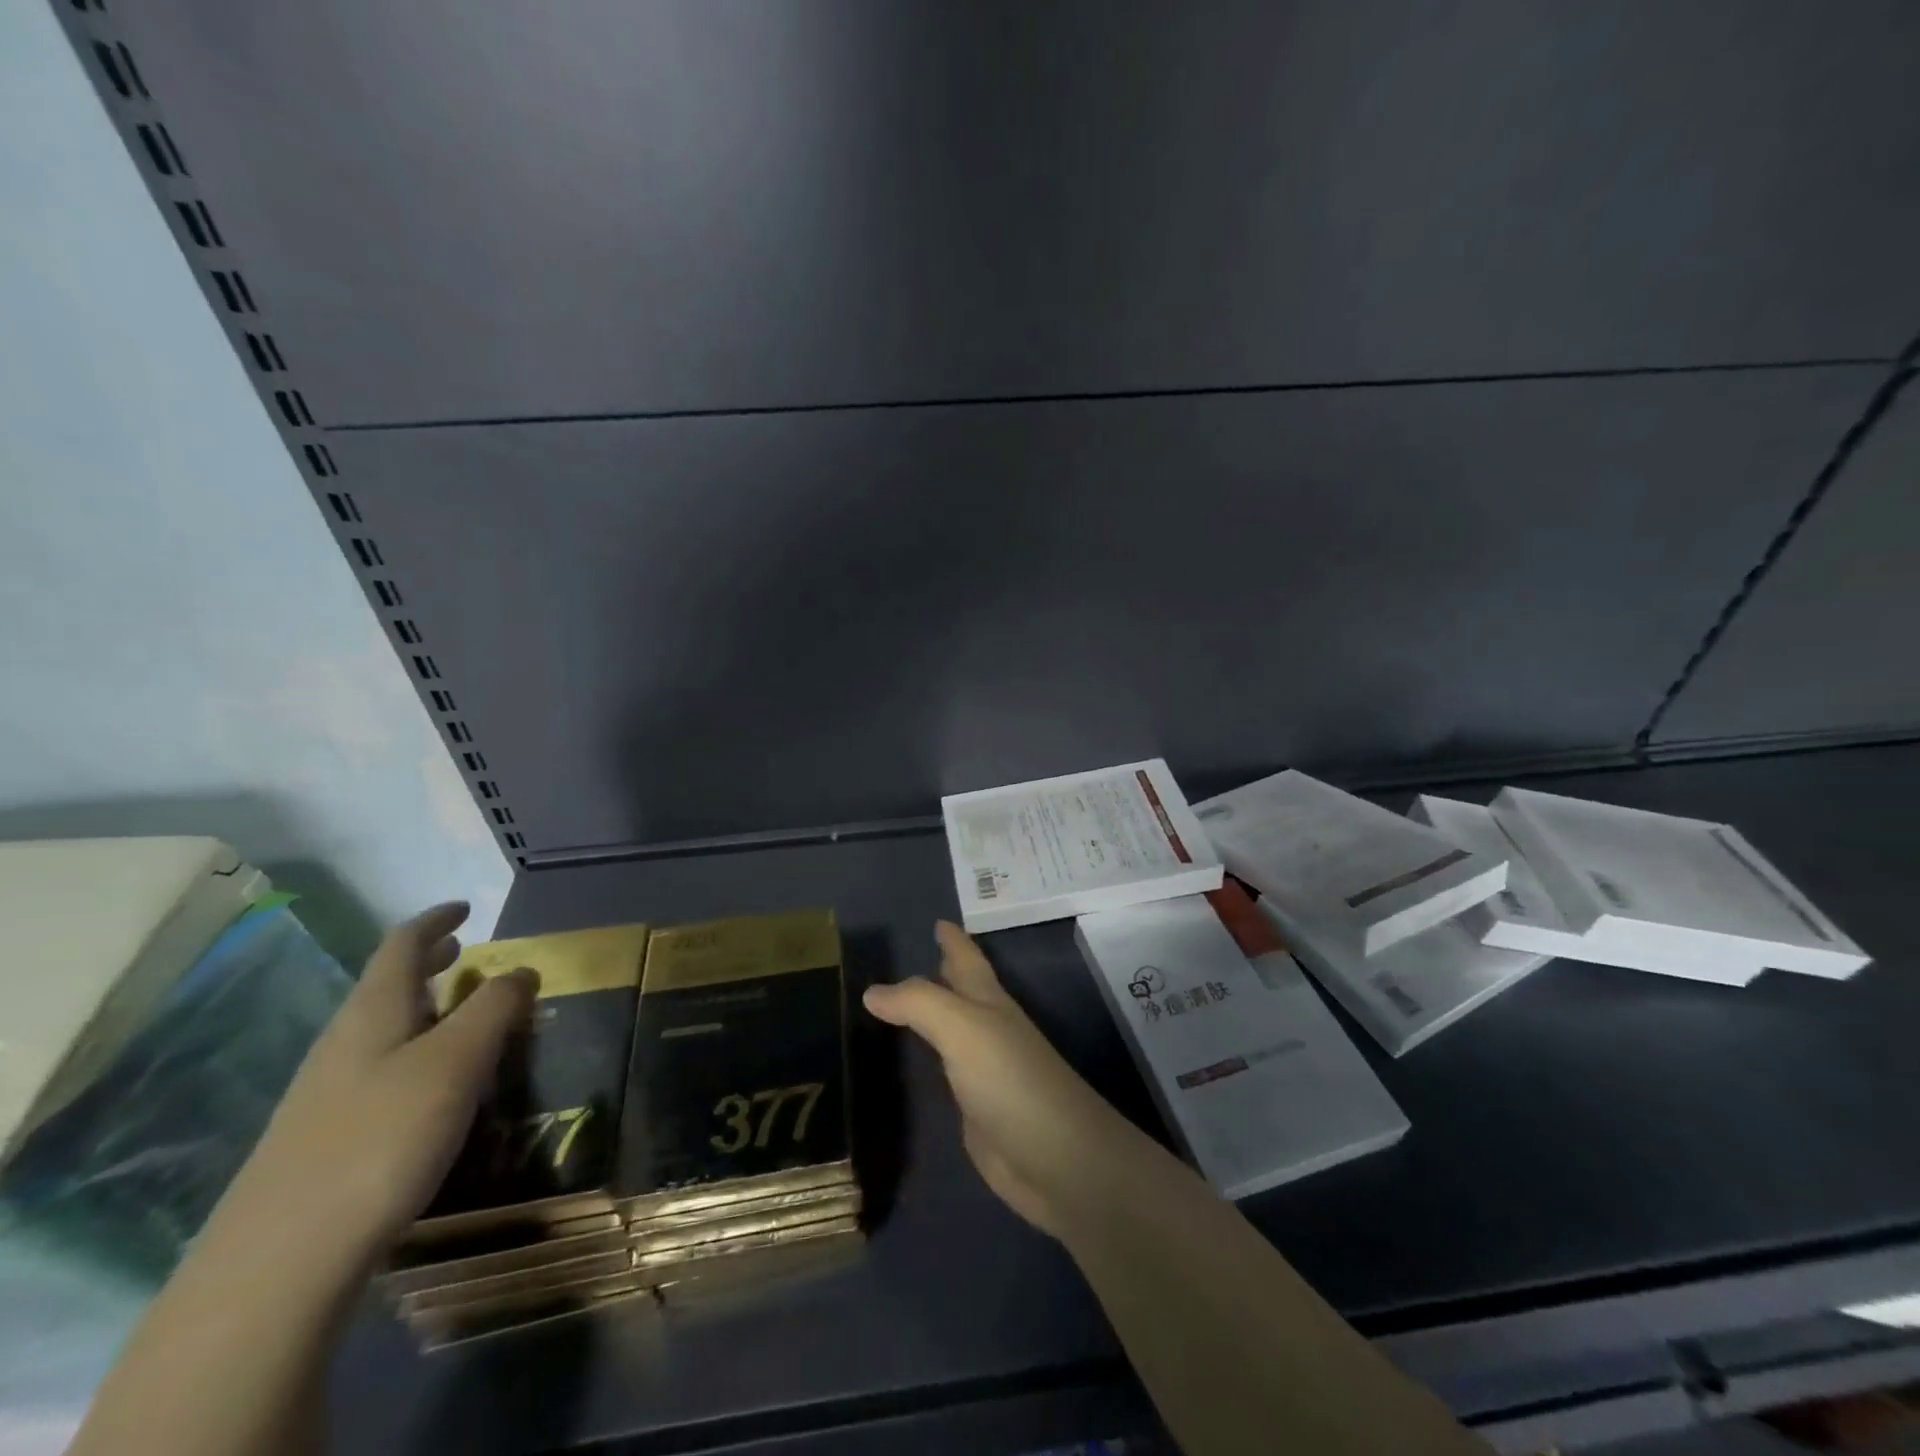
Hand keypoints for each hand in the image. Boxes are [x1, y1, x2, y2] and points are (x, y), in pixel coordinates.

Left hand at [215, 902, 534, 1265]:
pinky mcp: (326, 1136)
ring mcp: (327, 1092)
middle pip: (386, 985)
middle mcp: (345, 1041)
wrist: (281, 1260)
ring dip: (423, 1008)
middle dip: (427, 962)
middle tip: (465, 952)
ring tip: (461, 1013)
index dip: (435, 920)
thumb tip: (522, 969)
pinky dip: (414, 1051)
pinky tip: (435, 1084)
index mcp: (373, 1012)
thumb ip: (494, 1008)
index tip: (465, 908)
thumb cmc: (382, 1138)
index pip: (401, 945)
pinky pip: (380, 1068)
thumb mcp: (456, 1062)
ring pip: (383, 1028)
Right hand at [863, 921, 1144, 1237]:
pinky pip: (946, 1075)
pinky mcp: (977, 1113)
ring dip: (933, 1016)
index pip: (968, 960)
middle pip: (964, 992)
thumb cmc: (1011, 1080)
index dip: (954, 940)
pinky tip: (915, 1067)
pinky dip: (930, 1062)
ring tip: (901, 1006)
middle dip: (945, 971)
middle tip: (918, 955)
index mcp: (989, 1003)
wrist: (1058, 1161)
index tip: (939, 920)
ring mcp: (985, 1073)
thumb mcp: (963, 1028)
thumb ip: (918, 1004)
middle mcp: (989, 1031)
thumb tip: (872, 991)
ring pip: (954, 1032)